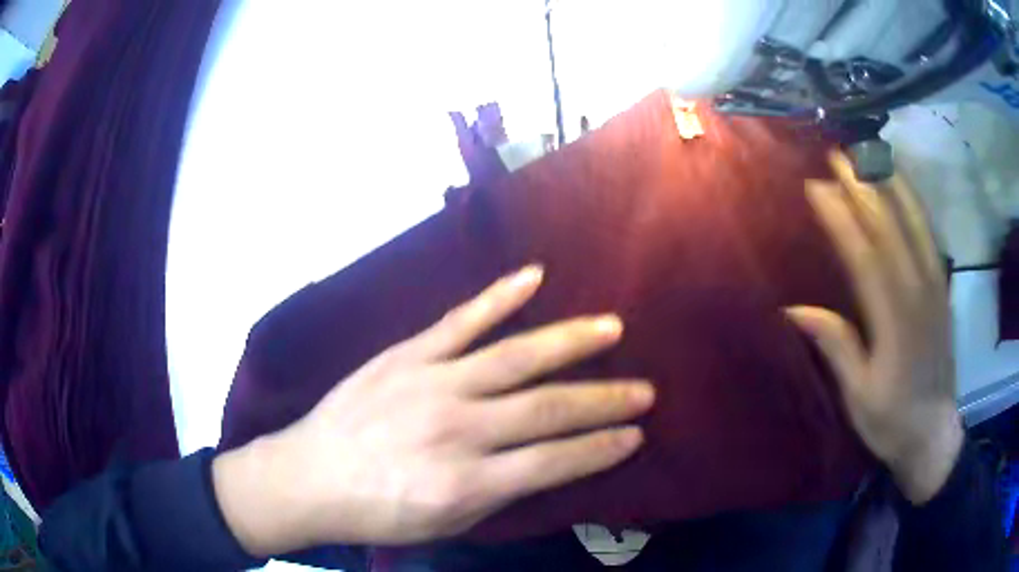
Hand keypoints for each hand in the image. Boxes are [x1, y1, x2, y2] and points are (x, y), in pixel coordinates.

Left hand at [213, 266, 654, 555]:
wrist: (308, 476)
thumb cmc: (377, 512)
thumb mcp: (444, 524)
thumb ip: (498, 495)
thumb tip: (547, 466)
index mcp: (467, 482)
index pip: (555, 461)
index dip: (602, 448)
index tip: (636, 435)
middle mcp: (458, 429)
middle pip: (548, 408)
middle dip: (605, 400)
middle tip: (645, 390)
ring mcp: (431, 382)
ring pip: (516, 357)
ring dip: (571, 342)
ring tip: (613, 327)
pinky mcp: (406, 354)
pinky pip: (460, 320)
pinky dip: (499, 296)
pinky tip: (534, 276)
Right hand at [786, 152, 962, 504]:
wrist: (934, 433)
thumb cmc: (892, 420)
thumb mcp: (859, 395)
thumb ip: (837, 347)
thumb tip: (795, 310)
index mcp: (895, 320)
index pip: (865, 255)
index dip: (840, 218)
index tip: (815, 187)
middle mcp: (918, 292)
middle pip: (889, 228)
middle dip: (862, 188)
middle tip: (836, 157)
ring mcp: (935, 286)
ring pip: (914, 223)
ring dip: (890, 184)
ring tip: (869, 155)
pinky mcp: (943, 288)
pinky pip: (929, 234)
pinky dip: (915, 204)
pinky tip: (903, 187)